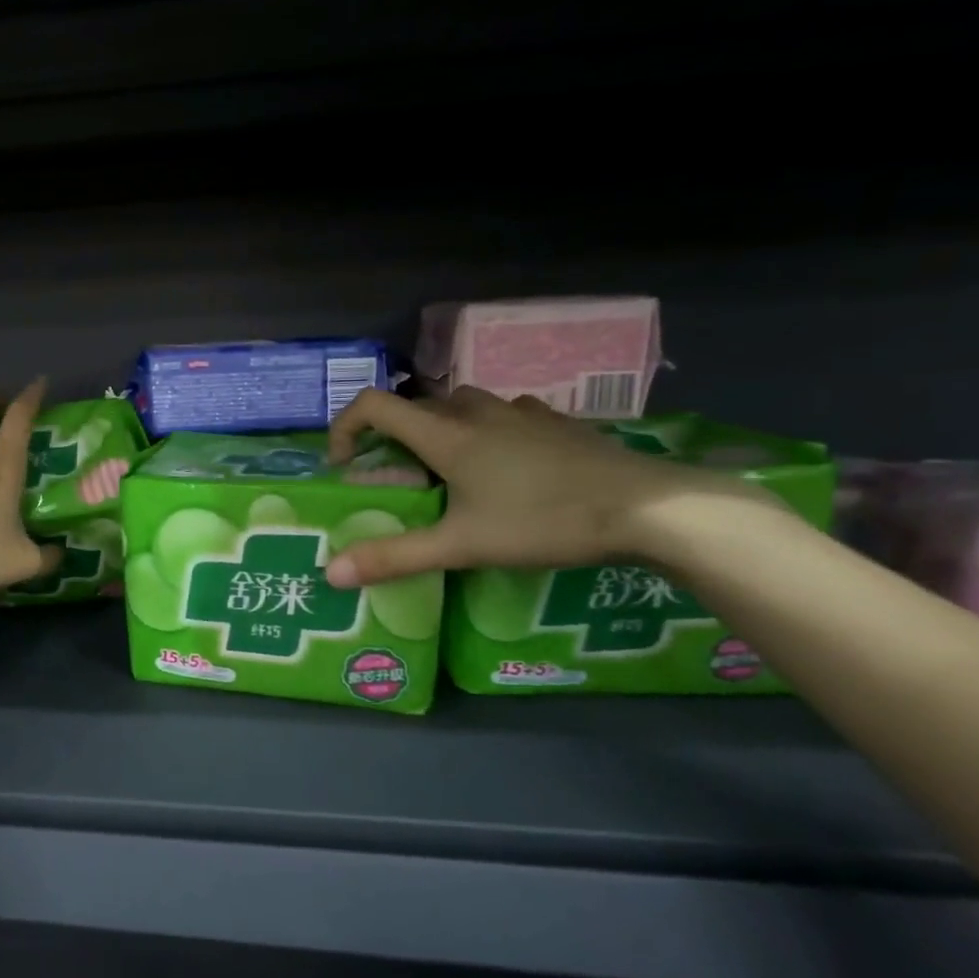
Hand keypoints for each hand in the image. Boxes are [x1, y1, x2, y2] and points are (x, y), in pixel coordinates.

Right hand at [323, 387, 771, 587]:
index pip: (374, 405)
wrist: (647, 507)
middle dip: (393, 436)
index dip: (346, 426)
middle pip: (415, 406)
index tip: (346, 463)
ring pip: (460, 405)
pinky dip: (486, 430)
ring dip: (439, 428)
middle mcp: (475, 411)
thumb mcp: (463, 546)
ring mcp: (519, 411)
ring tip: (450, 471)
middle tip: (400, 479)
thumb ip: (396, 557)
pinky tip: (507, 464)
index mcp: (446, 434)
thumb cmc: (544, 521)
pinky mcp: (554, 420)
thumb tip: (331, 572)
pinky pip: (503, 413)